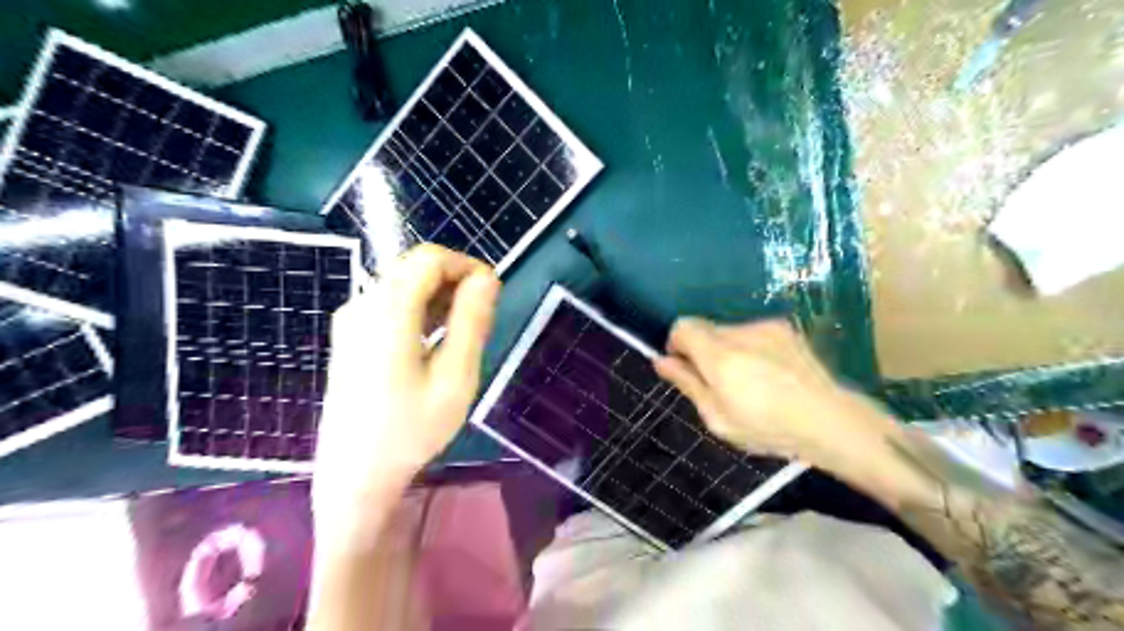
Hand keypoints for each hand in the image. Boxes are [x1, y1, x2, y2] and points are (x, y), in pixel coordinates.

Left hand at [310, 244, 495, 514]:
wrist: (355, 475)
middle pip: (414, 267)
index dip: (466, 265)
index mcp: (387, 311)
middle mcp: (362, 305)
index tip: (492, 295)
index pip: (429, 258)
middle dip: (454, 281)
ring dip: (439, 296)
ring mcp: (351, 320)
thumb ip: (471, 321)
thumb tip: (487, 278)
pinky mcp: (350, 336)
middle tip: (480, 319)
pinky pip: (390, 304)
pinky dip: (420, 310)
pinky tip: (435, 342)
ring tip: (462, 334)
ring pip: (403, 284)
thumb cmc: (411, 430)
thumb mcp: (455, 377)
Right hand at [650, 321, 896, 473]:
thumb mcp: (718, 418)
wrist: (831, 420)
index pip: (682, 326)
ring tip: (749, 380)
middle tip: (719, 382)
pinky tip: (768, 372)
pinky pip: (751, 331)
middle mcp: (740, 333)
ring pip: (727, 329)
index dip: (676, 344)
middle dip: (701, 349)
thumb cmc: (769, 429)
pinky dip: (748, 346)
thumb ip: (687, 384)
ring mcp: (765, 327)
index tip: (686, 367)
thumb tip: (660, 361)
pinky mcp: (784, 327)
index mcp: (721, 357)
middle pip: (703, 327)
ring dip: (726, 348)